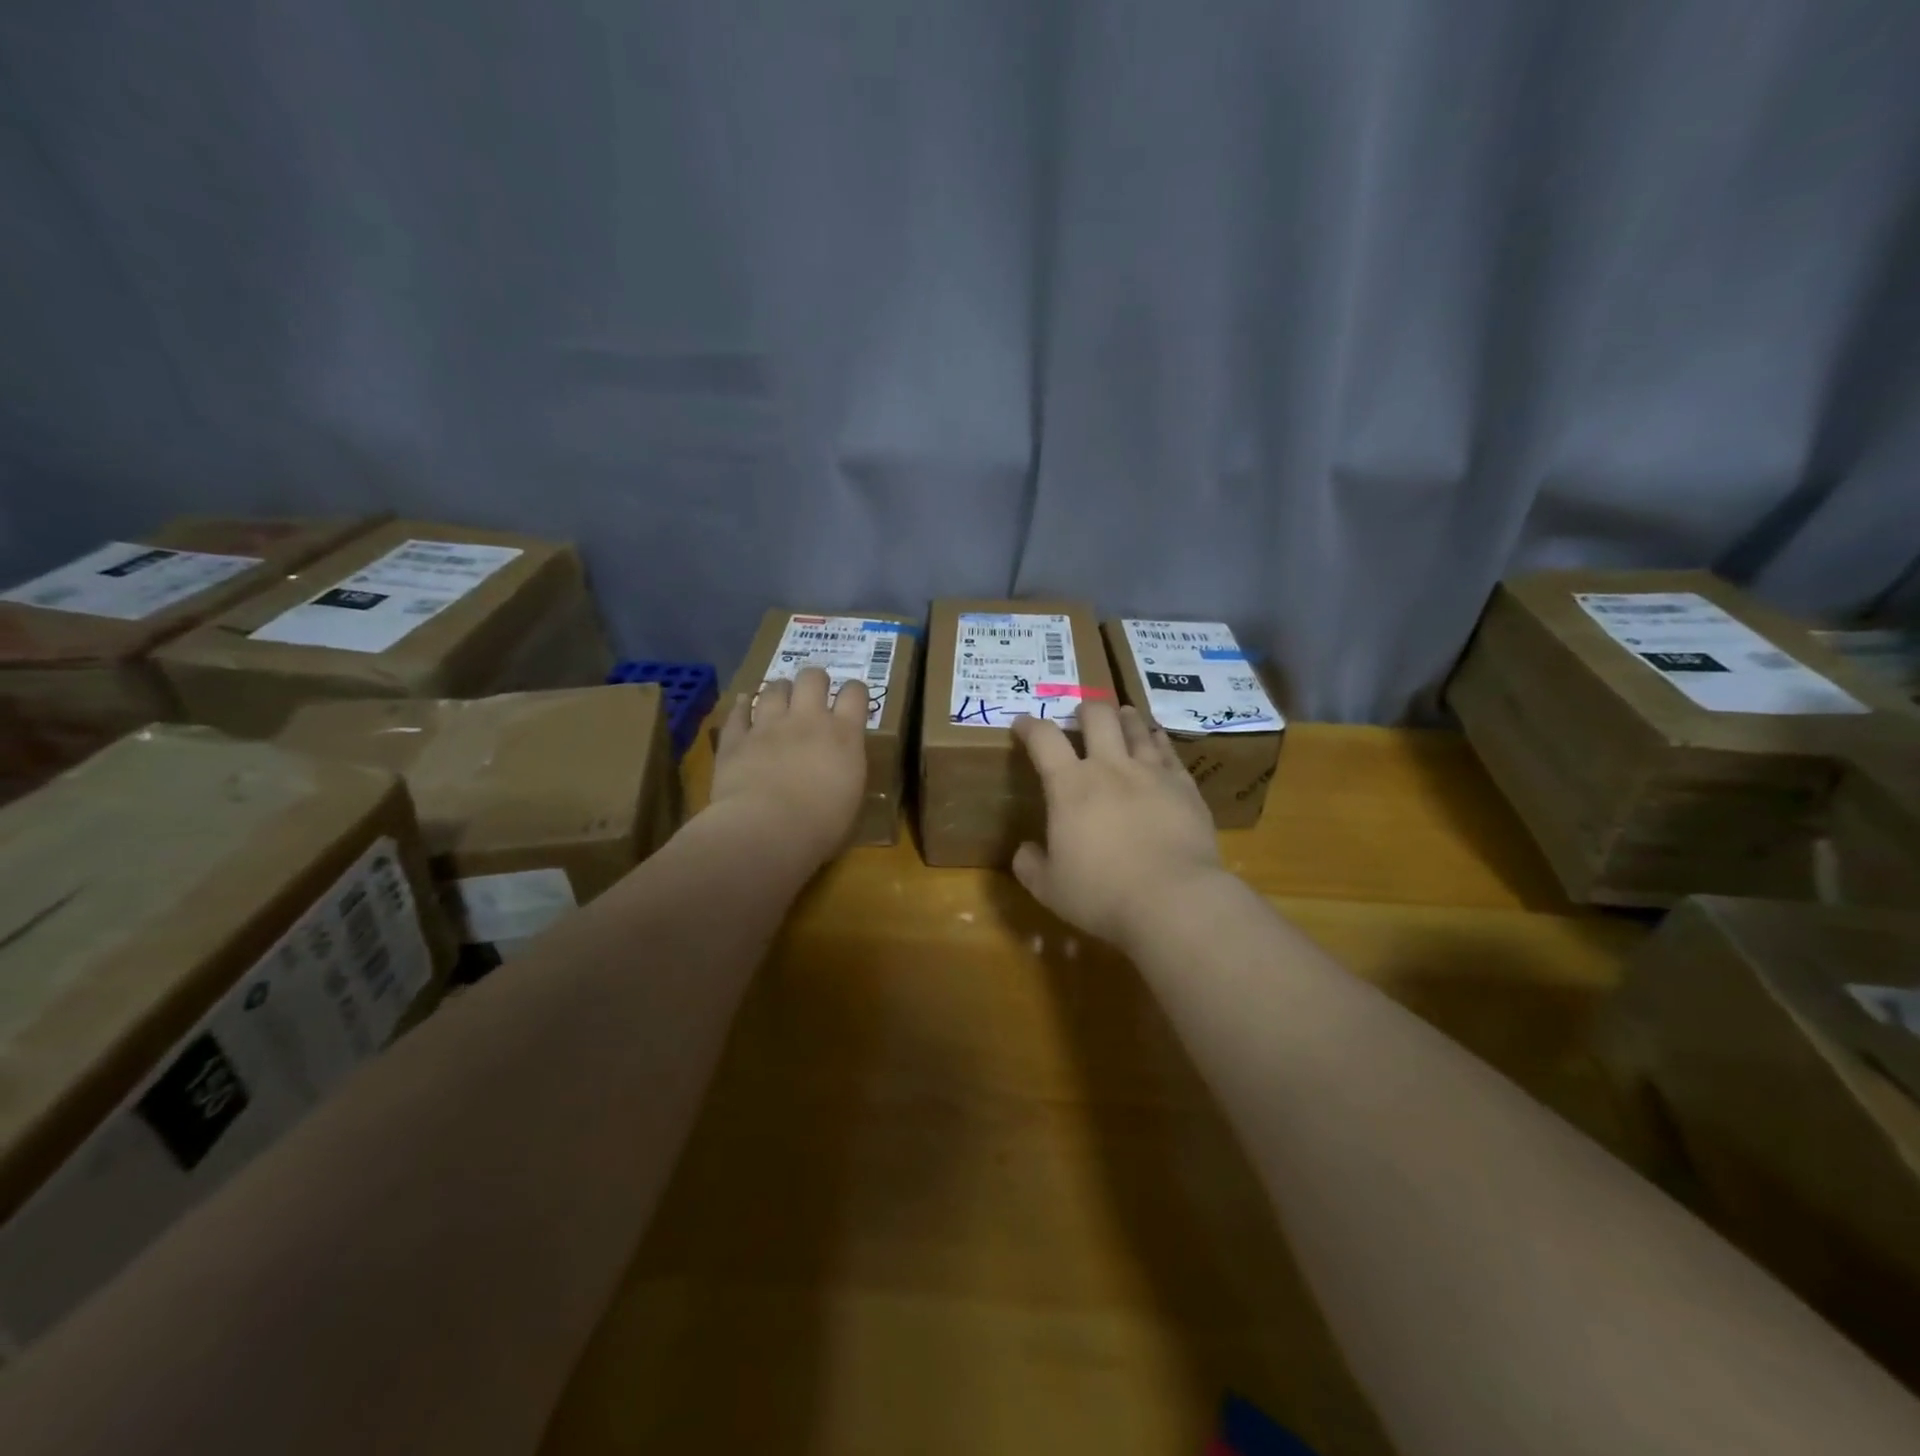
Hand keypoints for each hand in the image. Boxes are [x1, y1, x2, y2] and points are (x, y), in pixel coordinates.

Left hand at [710, 667, 868, 867]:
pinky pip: (738, 712)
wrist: (766, 831)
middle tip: (814, 694)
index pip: (855, 694)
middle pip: (812, 678)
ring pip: (775, 688)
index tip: (853, 699)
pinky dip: (743, 706)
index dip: (855, 691)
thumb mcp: (851, 797)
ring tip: (780, 699)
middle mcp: (807, 720)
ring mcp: (768, 726)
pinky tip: (745, 704)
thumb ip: (847, 769)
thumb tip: (841, 765)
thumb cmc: (821, 826)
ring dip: (780, 690)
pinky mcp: (736, 739)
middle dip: (815, 680)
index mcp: (843, 735)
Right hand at [1010, 701, 1222, 946]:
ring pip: (1136, 728)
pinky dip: (1158, 740)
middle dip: (1085, 710)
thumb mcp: (1049, 888)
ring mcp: (1151, 773)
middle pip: (1097, 717)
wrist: (1173, 901)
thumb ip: (1030, 865)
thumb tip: (1024, 850)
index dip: (1029, 726)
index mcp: (1070, 786)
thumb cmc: (1102, 894)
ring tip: (1121, 715)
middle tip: (1081, 716)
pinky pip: (1168, 751)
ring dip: (1124, 718)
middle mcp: (1110, 768)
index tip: (1022, 724)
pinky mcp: (1184, 786)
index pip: (1043, 739)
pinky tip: (1157, 740)